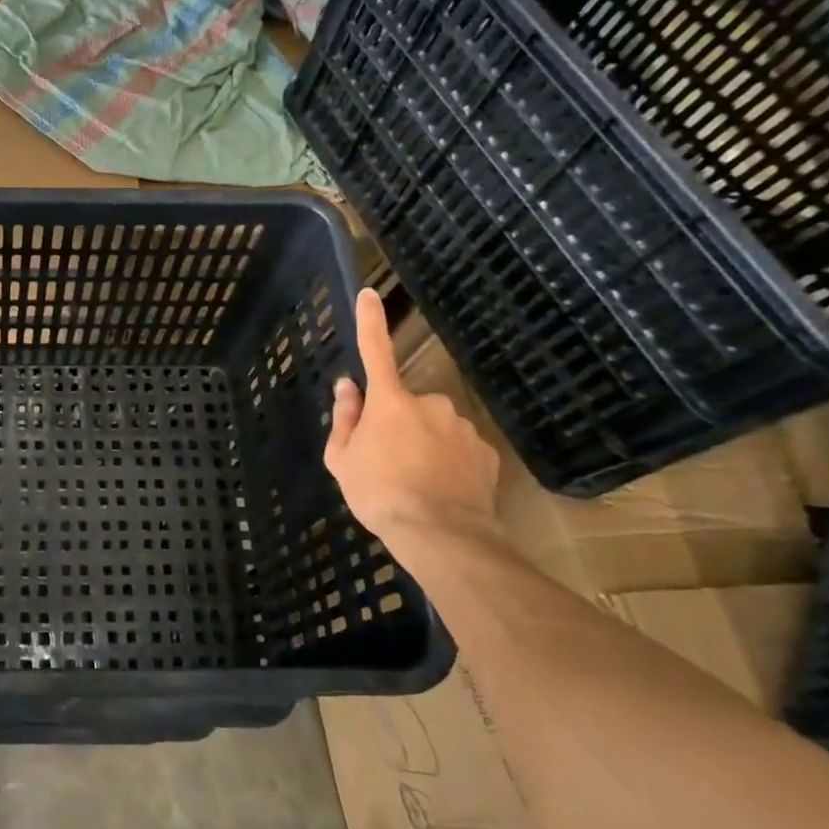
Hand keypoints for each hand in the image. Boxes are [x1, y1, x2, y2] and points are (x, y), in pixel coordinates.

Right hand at [323, 289, 500, 539]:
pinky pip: (460, 449)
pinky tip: (441, 489)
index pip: (375, 352)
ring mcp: (462, 427)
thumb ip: (345, 419)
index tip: (369, 294)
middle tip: (385, 460)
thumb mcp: (342, 459)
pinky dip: (449, 462)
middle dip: (397, 423)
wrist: (440, 534)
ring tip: (415, 482)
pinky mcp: (486, 453)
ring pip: (435, 427)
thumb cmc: (378, 492)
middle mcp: (430, 403)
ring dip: (424, 444)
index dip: (371, 322)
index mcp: (390, 402)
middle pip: (405, 404)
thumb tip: (348, 387)